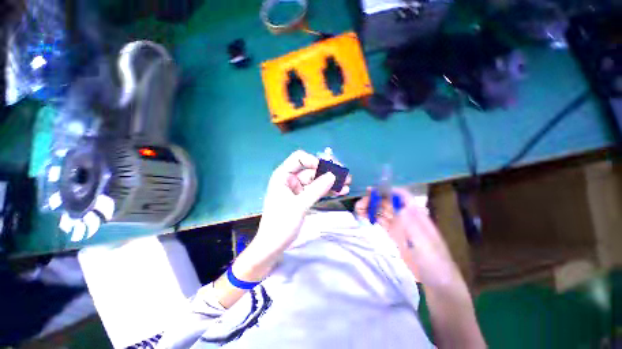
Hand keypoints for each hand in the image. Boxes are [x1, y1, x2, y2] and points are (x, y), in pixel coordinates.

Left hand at [253, 150, 350, 254]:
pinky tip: (341, 191)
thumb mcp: (299, 205)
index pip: (299, 158)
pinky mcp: (303, 197)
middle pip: (311, 169)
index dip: (313, 160)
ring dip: (331, 182)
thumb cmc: (281, 224)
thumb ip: (316, 189)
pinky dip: (327, 190)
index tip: (327, 170)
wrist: (273, 245)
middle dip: (328, 172)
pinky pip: (317, 190)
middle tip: (345, 175)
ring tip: (347, 184)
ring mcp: (298, 188)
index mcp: (283, 175)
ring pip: (316, 180)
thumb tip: (333, 175)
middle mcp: (290, 178)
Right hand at [356, 188, 460, 289]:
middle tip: (360, 204)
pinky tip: (364, 217)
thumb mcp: (425, 243)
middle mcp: (406, 216)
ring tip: (358, 209)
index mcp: (416, 215)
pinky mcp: (393, 234)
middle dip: (374, 200)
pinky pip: (381, 221)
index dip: (388, 191)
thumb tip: (400, 206)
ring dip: (371, 208)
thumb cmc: (434, 261)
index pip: (402, 196)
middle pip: (388, 202)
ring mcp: (399, 225)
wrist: (435, 281)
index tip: (372, 191)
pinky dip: (372, 217)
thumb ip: (413, 225)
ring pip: (383, 211)